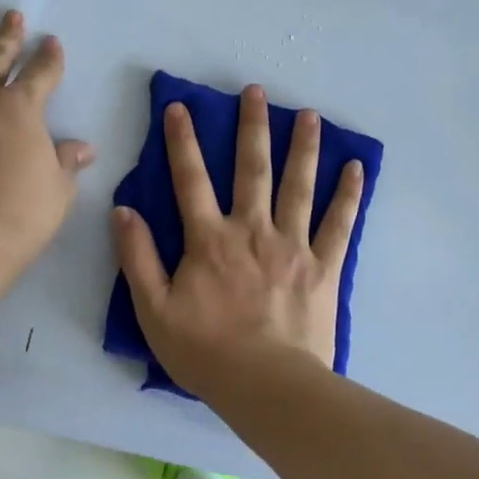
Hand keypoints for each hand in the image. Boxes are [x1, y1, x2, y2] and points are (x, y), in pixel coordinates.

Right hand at [111, 85, 363, 398]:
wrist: (267, 387)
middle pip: (252, 169)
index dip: (182, 141)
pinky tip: (355, 167)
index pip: (190, 179)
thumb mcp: (154, 310)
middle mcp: (252, 230)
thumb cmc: (206, 351)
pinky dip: (348, 195)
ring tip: (309, 114)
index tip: (180, 106)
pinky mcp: (324, 267)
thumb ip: (137, 257)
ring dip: (303, 147)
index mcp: (210, 240)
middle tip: (257, 91)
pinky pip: (340, 224)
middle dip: (252, 127)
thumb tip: (122, 210)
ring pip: (299, 186)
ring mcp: (293, 246)